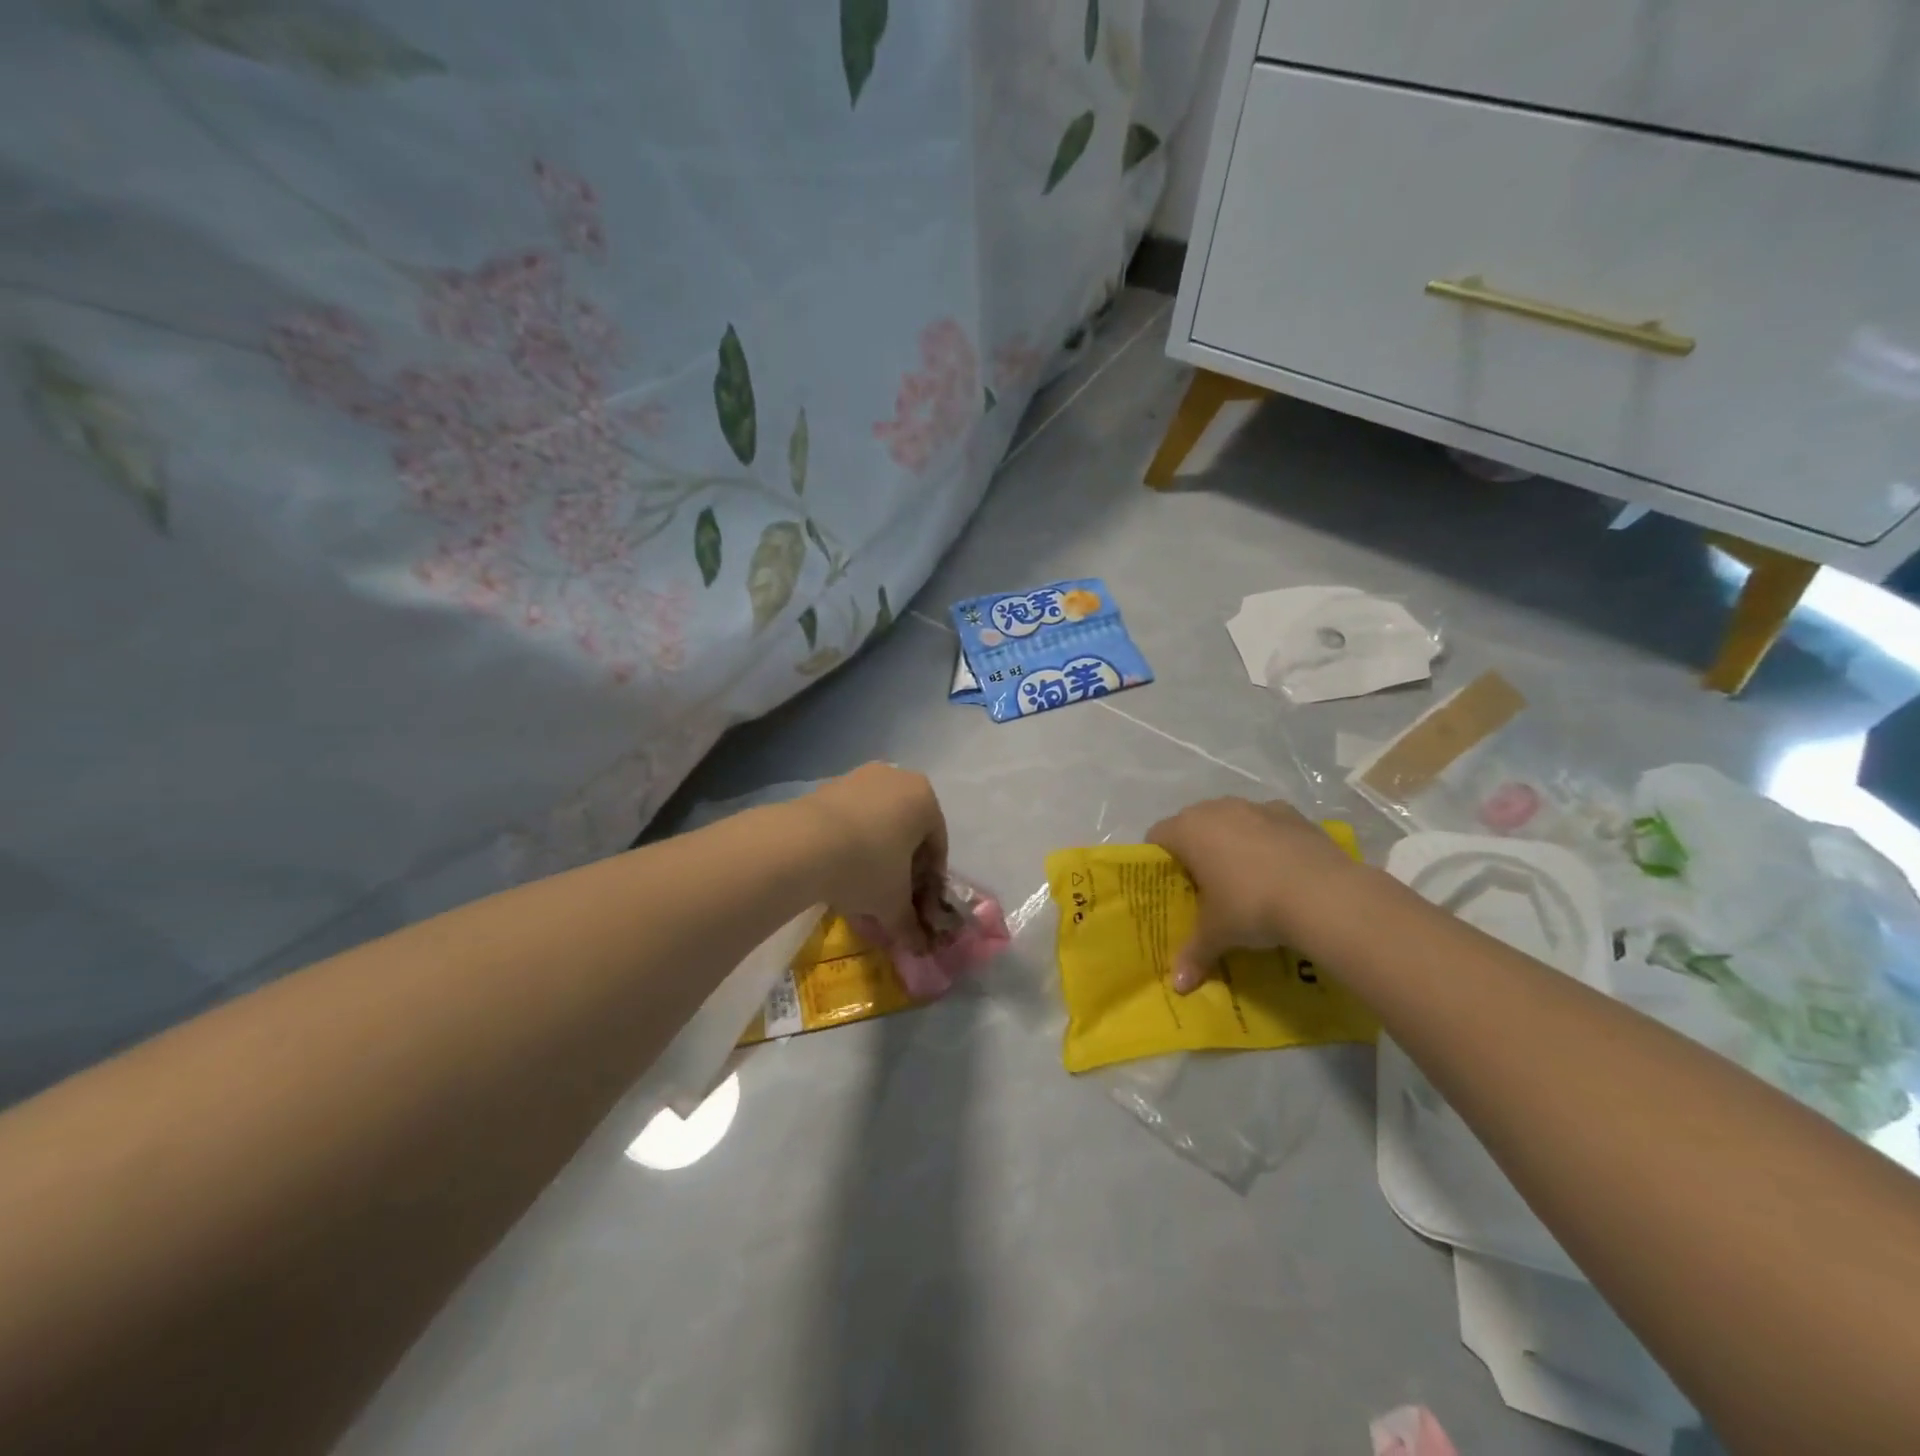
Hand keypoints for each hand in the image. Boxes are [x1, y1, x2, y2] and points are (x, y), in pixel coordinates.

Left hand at [800, 764, 948, 945]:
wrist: (801, 844)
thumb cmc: (866, 866)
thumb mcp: (893, 902)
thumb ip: (909, 924)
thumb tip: (918, 947)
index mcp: (924, 798)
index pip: (937, 846)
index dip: (930, 881)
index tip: (918, 907)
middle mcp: (896, 779)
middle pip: (908, 831)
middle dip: (903, 866)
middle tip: (892, 898)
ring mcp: (859, 777)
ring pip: (877, 823)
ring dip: (875, 854)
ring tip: (861, 888)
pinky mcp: (827, 786)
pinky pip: (850, 818)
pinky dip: (850, 842)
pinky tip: (838, 870)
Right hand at [1146, 797, 1359, 992]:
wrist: (1324, 895)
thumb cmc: (1252, 906)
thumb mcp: (1218, 935)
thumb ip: (1194, 954)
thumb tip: (1179, 986)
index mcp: (1188, 830)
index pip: (1157, 836)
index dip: (1159, 861)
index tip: (1170, 887)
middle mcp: (1217, 809)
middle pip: (1193, 825)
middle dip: (1196, 851)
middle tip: (1204, 887)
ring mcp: (1256, 807)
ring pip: (1231, 821)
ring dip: (1231, 842)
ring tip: (1245, 878)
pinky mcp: (1292, 813)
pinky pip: (1267, 824)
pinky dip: (1267, 841)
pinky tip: (1280, 870)